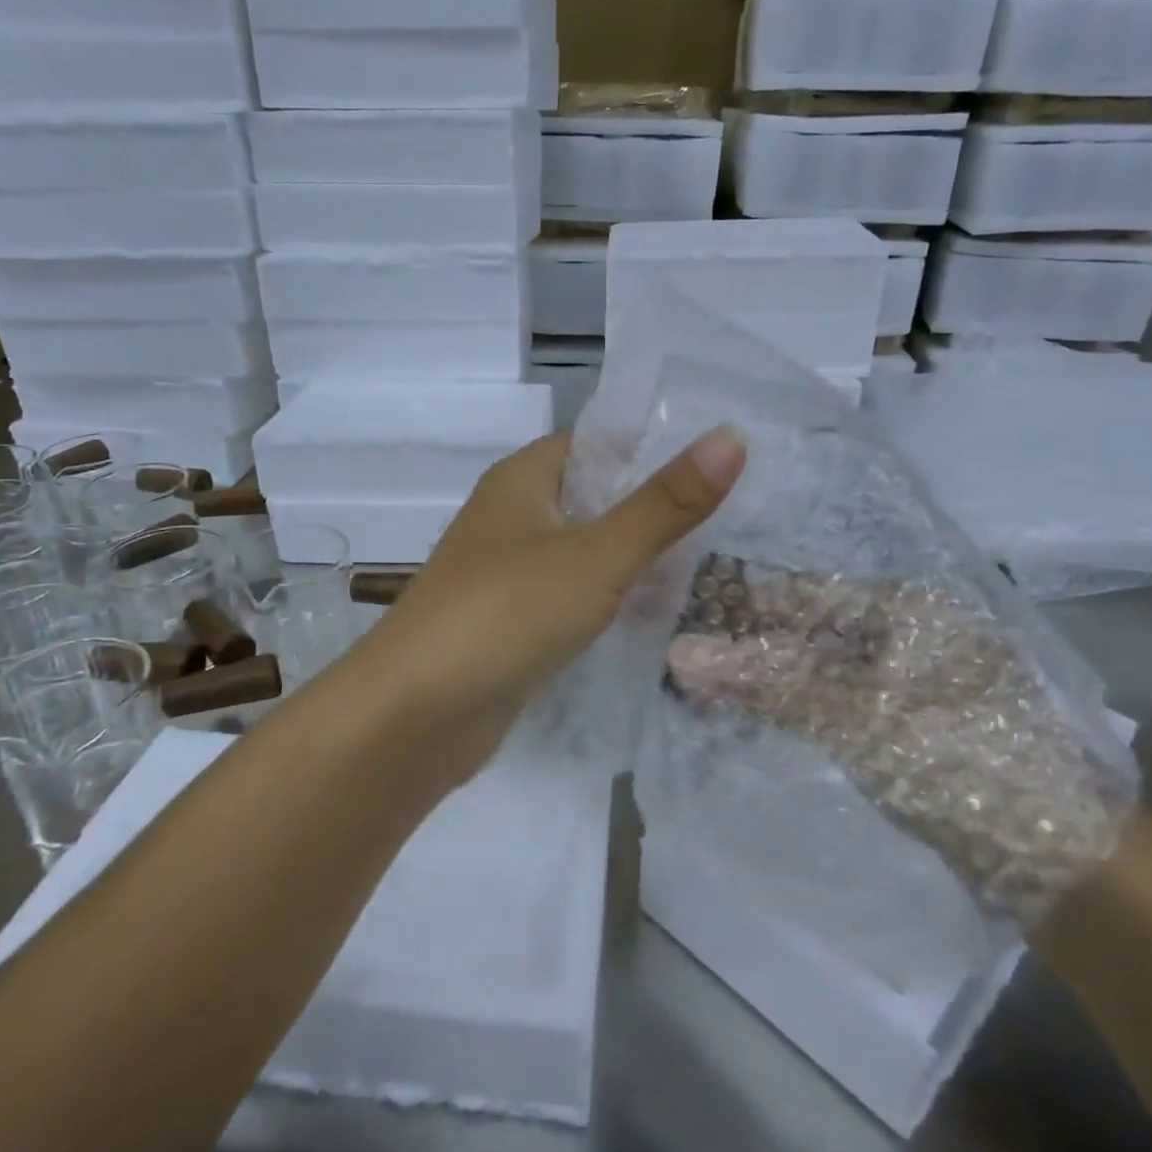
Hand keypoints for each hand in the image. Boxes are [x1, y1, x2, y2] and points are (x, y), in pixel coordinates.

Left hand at [349, 426, 746, 789]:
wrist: (415, 714)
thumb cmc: (505, 613)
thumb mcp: (596, 555)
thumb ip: (664, 504)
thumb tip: (732, 437)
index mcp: (523, 479)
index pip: (599, 442)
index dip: (656, 445)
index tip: (725, 458)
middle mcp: (513, 516)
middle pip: (596, 497)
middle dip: (656, 509)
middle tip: (736, 518)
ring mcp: (510, 573)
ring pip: (587, 551)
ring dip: (637, 559)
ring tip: (716, 564)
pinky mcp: (513, 623)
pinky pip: (574, 597)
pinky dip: (611, 601)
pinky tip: (659, 615)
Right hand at [664, 559, 1134, 925]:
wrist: (1076, 869)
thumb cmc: (969, 766)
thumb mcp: (862, 719)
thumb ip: (770, 683)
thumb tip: (680, 653)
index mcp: (906, 608)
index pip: (800, 592)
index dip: (739, 603)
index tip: (676, 614)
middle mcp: (905, 632)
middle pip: (805, 628)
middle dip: (744, 642)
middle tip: (673, 656)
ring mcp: (907, 681)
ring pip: (816, 667)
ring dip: (763, 676)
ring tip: (696, 685)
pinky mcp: (906, 725)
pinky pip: (833, 701)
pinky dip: (791, 705)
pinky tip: (749, 714)